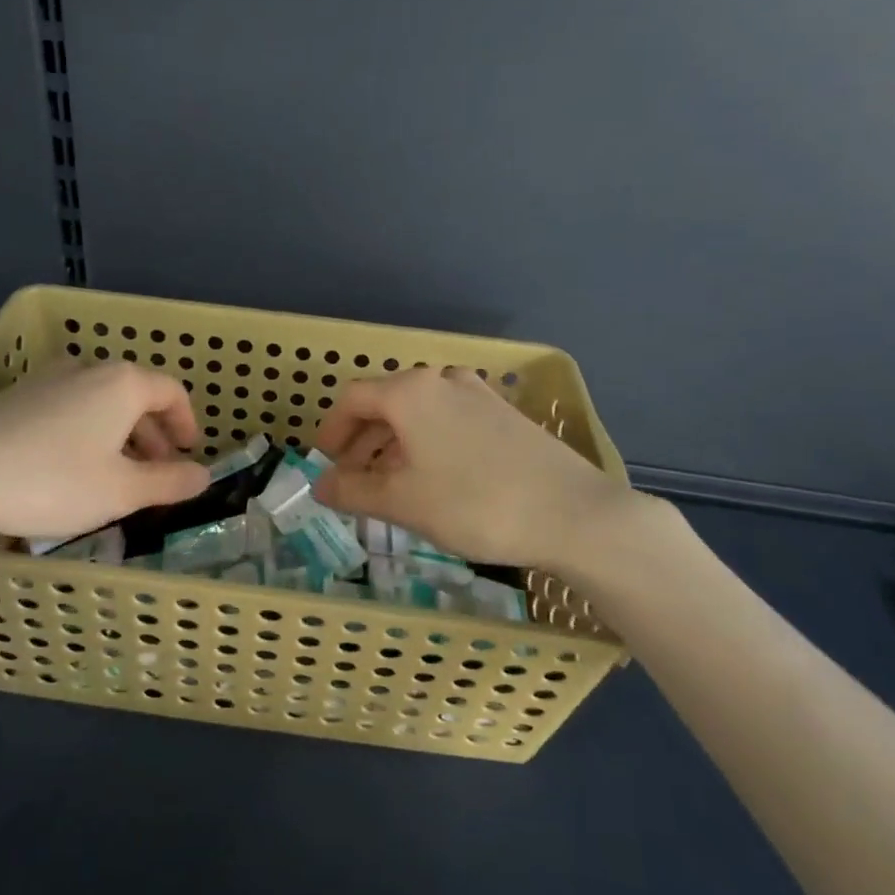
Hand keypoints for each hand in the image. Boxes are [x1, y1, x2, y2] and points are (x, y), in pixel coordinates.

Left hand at [0, 361, 209, 541]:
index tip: (188, 453)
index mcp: (122, 383)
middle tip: (156, 472)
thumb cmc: (53, 481)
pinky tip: (71, 468)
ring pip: (100, 402)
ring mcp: (47, 379)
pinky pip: (68, 408)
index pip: (171, 391)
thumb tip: (204, 476)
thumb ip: (169, 482)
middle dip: (152, 434)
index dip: (186, 423)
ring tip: (116, 475)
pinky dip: (86, 432)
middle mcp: (88, 369)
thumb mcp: (121, 491)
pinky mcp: (15, 396)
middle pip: (135, 395)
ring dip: (119, 435)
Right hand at [312, 366, 668, 571]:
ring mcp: (479, 395)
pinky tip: (436, 480)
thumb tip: (321, 485)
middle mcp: (443, 381)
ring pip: (420, 414)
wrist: (573, 514)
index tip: (325, 461)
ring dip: (395, 445)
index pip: (353, 399)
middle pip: (386, 403)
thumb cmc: (473, 503)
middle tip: (353, 479)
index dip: (331, 430)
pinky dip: (428, 444)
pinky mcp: (505, 416)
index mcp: (411, 392)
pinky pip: (449, 422)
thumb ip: (353, 490)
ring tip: (391, 485)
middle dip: (363, 441)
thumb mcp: (402, 502)